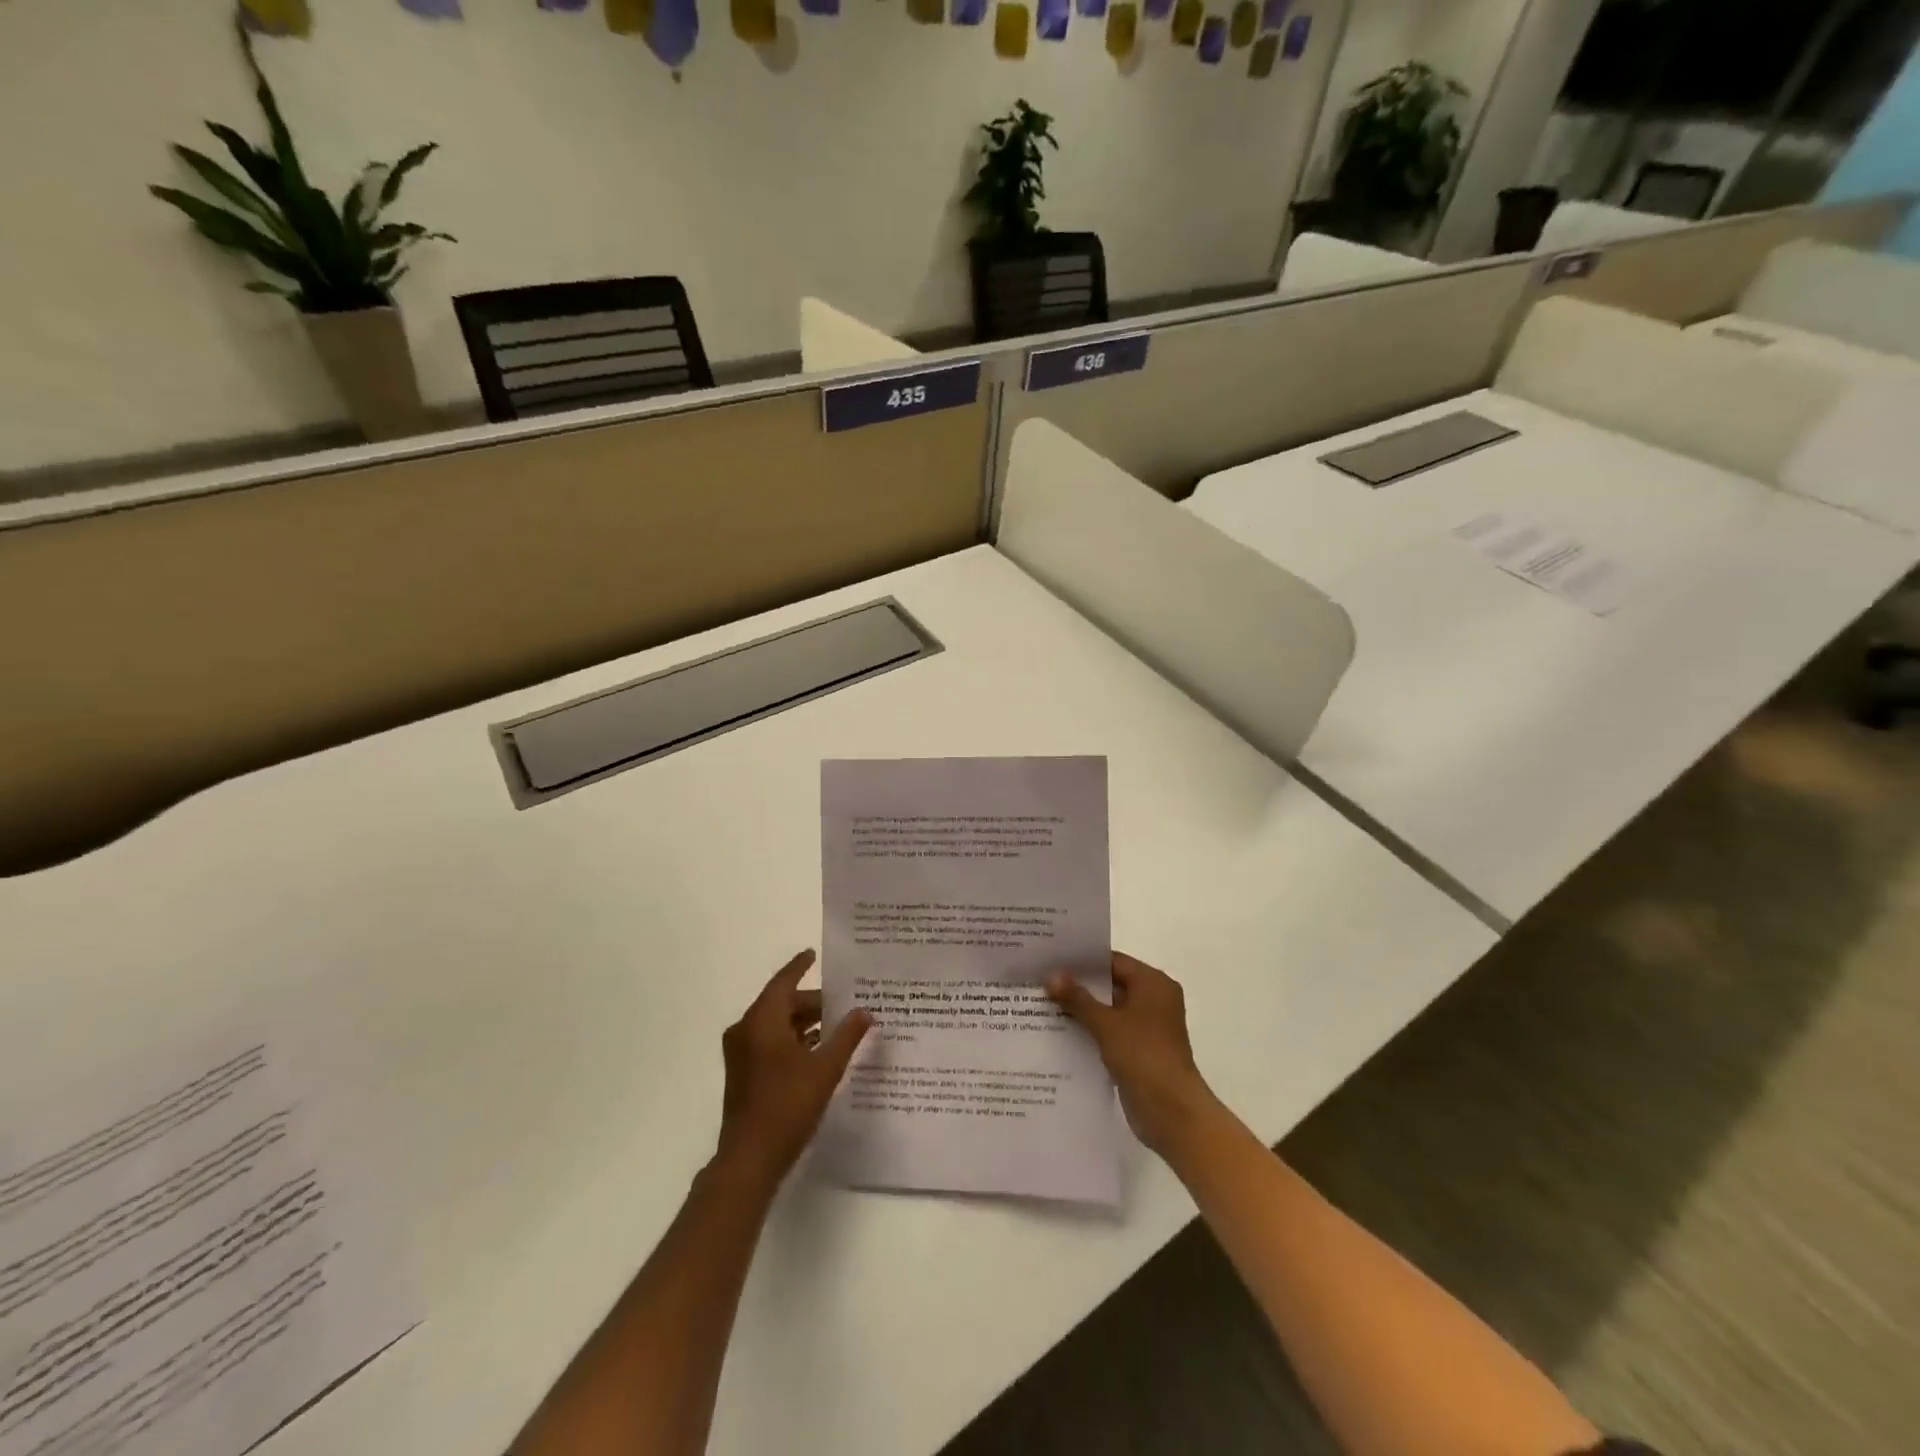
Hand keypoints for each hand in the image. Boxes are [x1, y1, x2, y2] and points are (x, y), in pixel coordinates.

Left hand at [716, 950, 871, 1187]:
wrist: (749, 1159)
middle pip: (782, 1004)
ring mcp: (741, 1054)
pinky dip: (793, 1040)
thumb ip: (846, 1036)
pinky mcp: (743, 1074)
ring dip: (804, 1023)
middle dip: (812, 1002)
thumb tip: (864, 1011)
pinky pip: (770, 1043)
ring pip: (776, 1025)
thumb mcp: (825, 1068)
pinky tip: (819, 1051)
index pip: (784, 982)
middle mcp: (746, 1031)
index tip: (814, 953)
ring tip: (837, 1025)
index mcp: (761, 1021)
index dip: (799, 966)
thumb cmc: (787, 1106)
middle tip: (843, 1002)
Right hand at [1048, 952, 1216, 1155]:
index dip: (1083, 960)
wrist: (1172, 1113)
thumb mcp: (1106, 1024)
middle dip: (1079, 985)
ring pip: (1109, 1010)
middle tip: (1043, 979)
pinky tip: (1060, 1031)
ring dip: (1082, 1009)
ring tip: (1044, 1003)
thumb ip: (1077, 998)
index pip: (1113, 961)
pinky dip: (1090, 1030)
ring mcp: (1148, 1027)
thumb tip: (1051, 975)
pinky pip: (1111, 1031)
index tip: (1052, 958)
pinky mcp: (1140, 1050)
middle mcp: (1154, 1000)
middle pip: (1111, 984)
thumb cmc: (1143, 1056)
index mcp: (1153, 984)